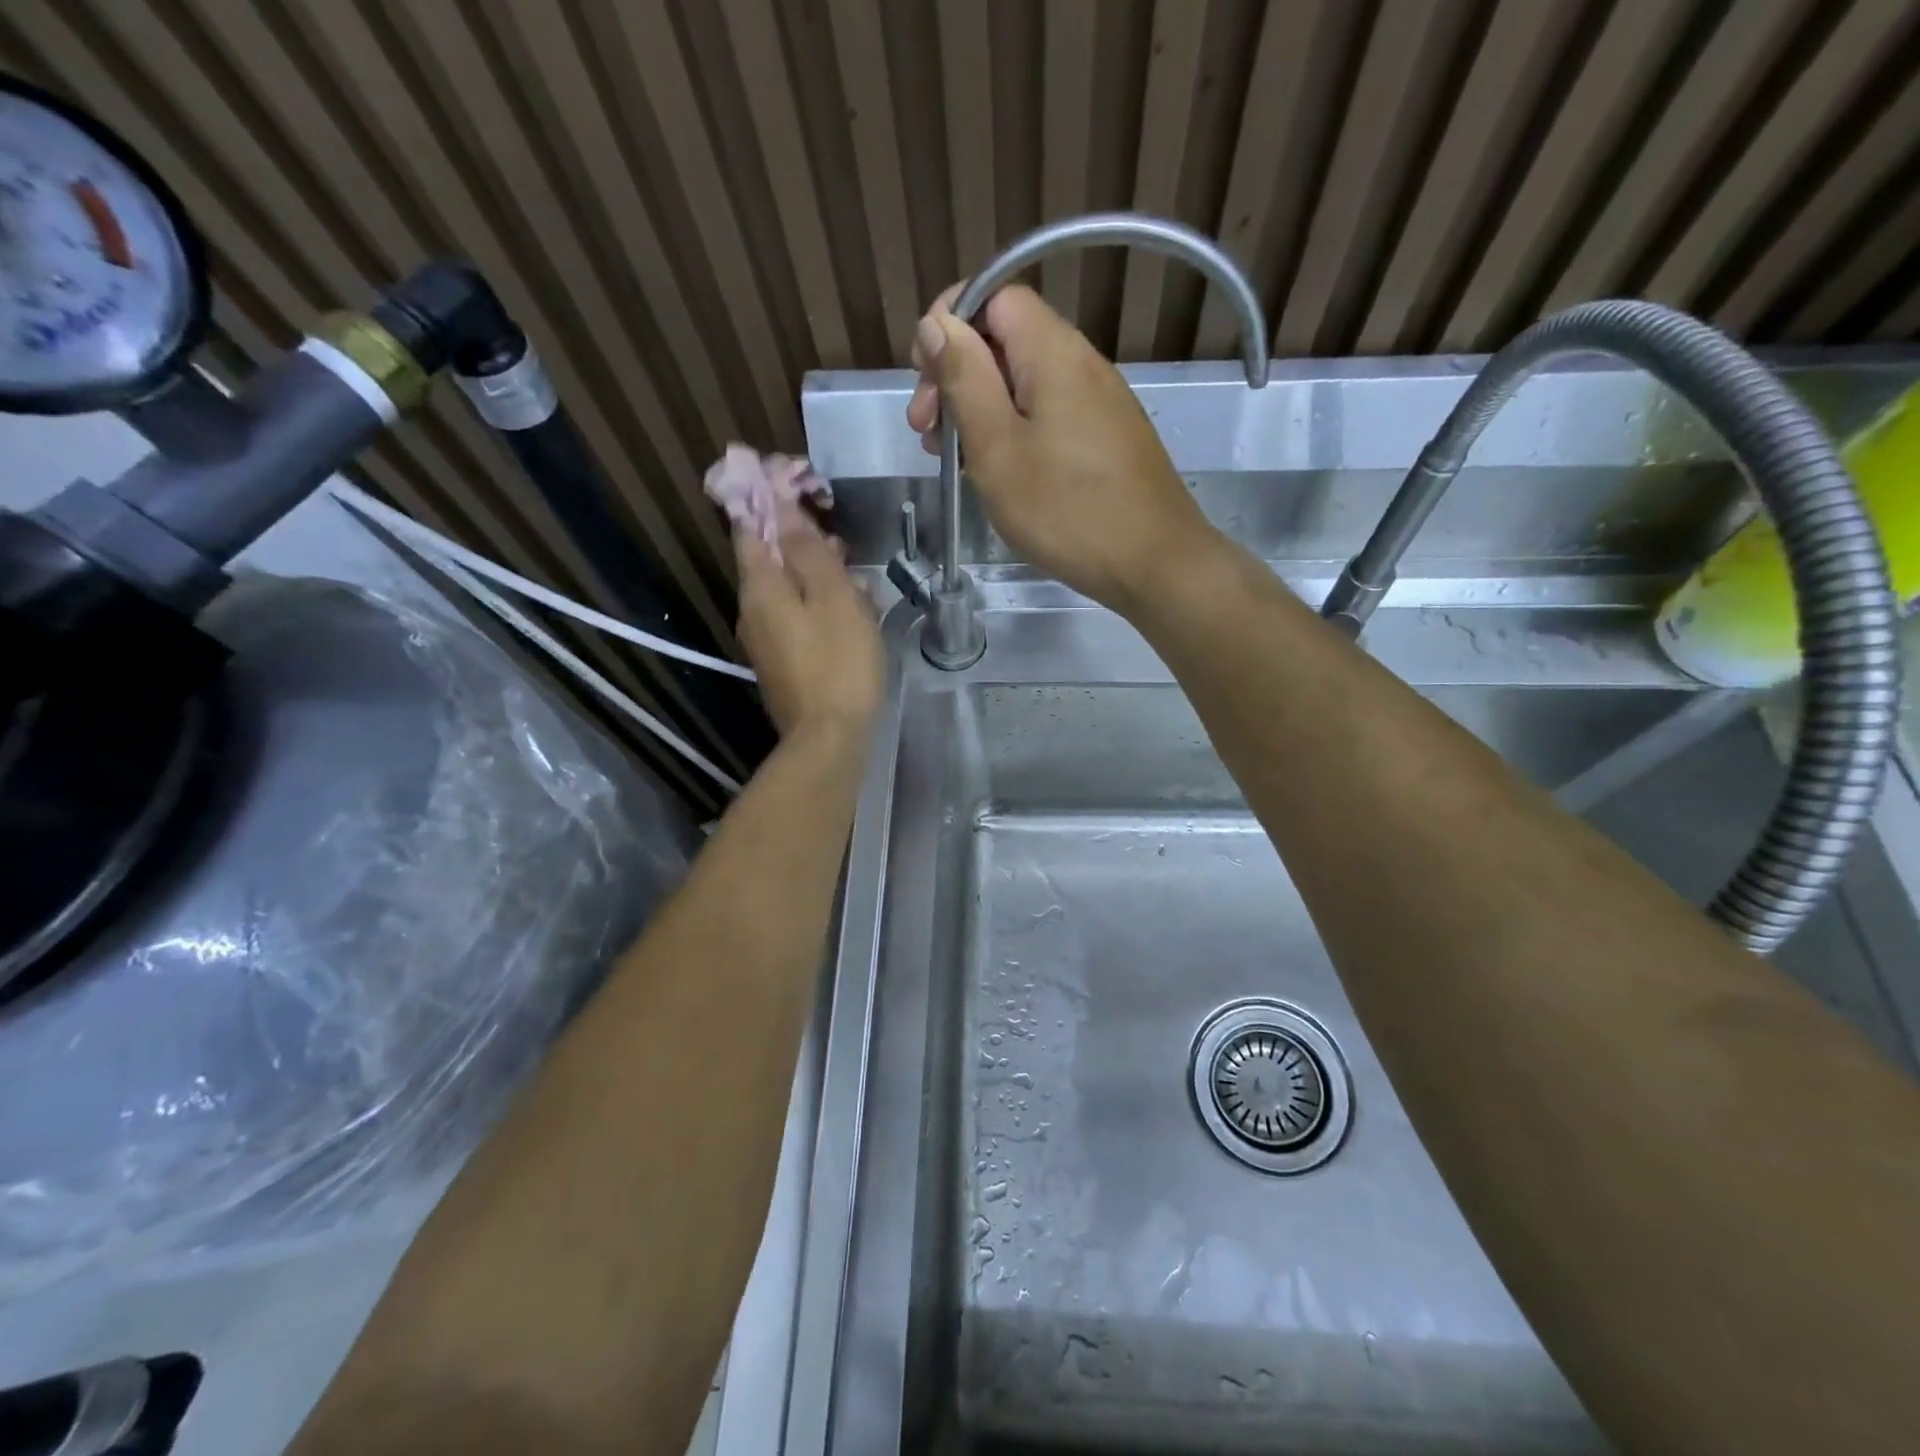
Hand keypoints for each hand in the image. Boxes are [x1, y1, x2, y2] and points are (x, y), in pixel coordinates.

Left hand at [735, 506, 882, 739]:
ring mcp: (764, 640)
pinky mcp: (781, 663)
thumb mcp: (834, 597)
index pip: (750, 525)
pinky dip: (817, 605)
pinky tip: (848, 615)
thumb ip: (808, 550)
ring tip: (855, 579)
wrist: (828, 738)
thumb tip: (782, 506)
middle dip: (800, 539)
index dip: (768, 498)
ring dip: (815, 575)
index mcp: (760, 587)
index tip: (797, 481)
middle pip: (769, 558)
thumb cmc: (838, 662)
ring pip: (786, 589)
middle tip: (839, 538)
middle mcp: (752, 610)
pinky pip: (794, 617)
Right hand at [906, 283, 1222, 612]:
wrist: (1153, 564)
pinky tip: (996, 471)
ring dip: (980, 409)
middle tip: (926, 432)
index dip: (950, 321)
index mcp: (1054, 352)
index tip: (922, 373)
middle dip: (957, 374)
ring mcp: (1099, 403)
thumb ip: (964, 380)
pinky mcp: (1106, 438)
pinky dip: (1013, 430)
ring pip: (1025, 383)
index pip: (995, 294)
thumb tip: (938, 323)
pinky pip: (1048, 414)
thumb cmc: (1066, 510)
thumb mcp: (997, 447)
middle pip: (1007, 340)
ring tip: (951, 458)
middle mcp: (1082, 363)